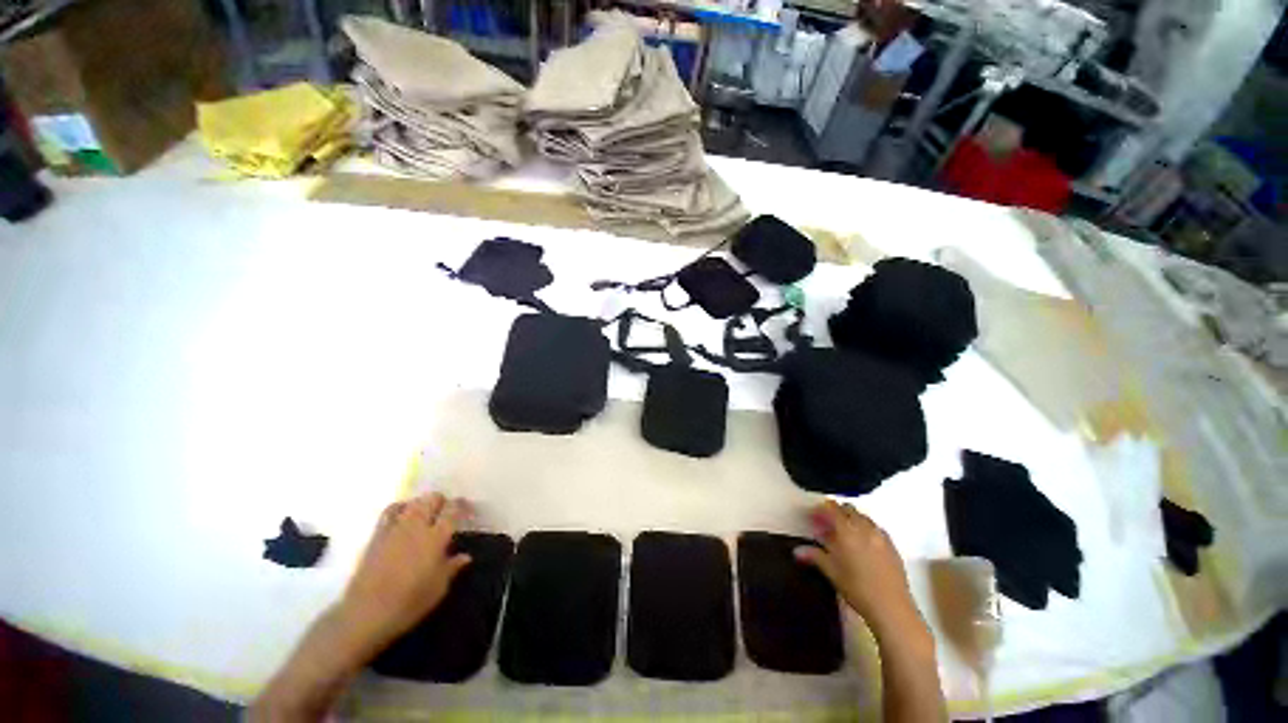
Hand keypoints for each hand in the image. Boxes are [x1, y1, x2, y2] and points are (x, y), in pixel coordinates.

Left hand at [336, 493, 472, 653]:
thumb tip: (465, 557)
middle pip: (432, 499)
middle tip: (446, 511)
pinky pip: (391, 511)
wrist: (365, 613)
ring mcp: (395, 528)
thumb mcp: (438, 589)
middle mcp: (417, 526)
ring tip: (427, 512)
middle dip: (442, 501)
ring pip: (413, 502)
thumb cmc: (408, 603)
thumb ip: (452, 568)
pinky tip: (403, 516)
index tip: (466, 509)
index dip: (461, 505)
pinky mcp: (377, 535)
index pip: (453, 510)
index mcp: (436, 537)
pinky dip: (401, 507)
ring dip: (423, 503)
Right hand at [795, 500, 927, 644]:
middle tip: (826, 525)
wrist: (892, 609)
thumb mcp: (832, 572)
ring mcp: (881, 536)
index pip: (832, 509)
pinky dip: (866, 529)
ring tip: (844, 534)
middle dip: (836, 513)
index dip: (821, 509)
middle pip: (849, 510)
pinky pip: (876, 529)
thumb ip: (814, 556)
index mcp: (847, 530)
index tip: (813, 517)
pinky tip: (863, 544)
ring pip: (863, 518)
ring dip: (852, 519)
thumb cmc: (857, 589)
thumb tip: (797, 550)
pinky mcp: (892, 547)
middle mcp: (865, 528)